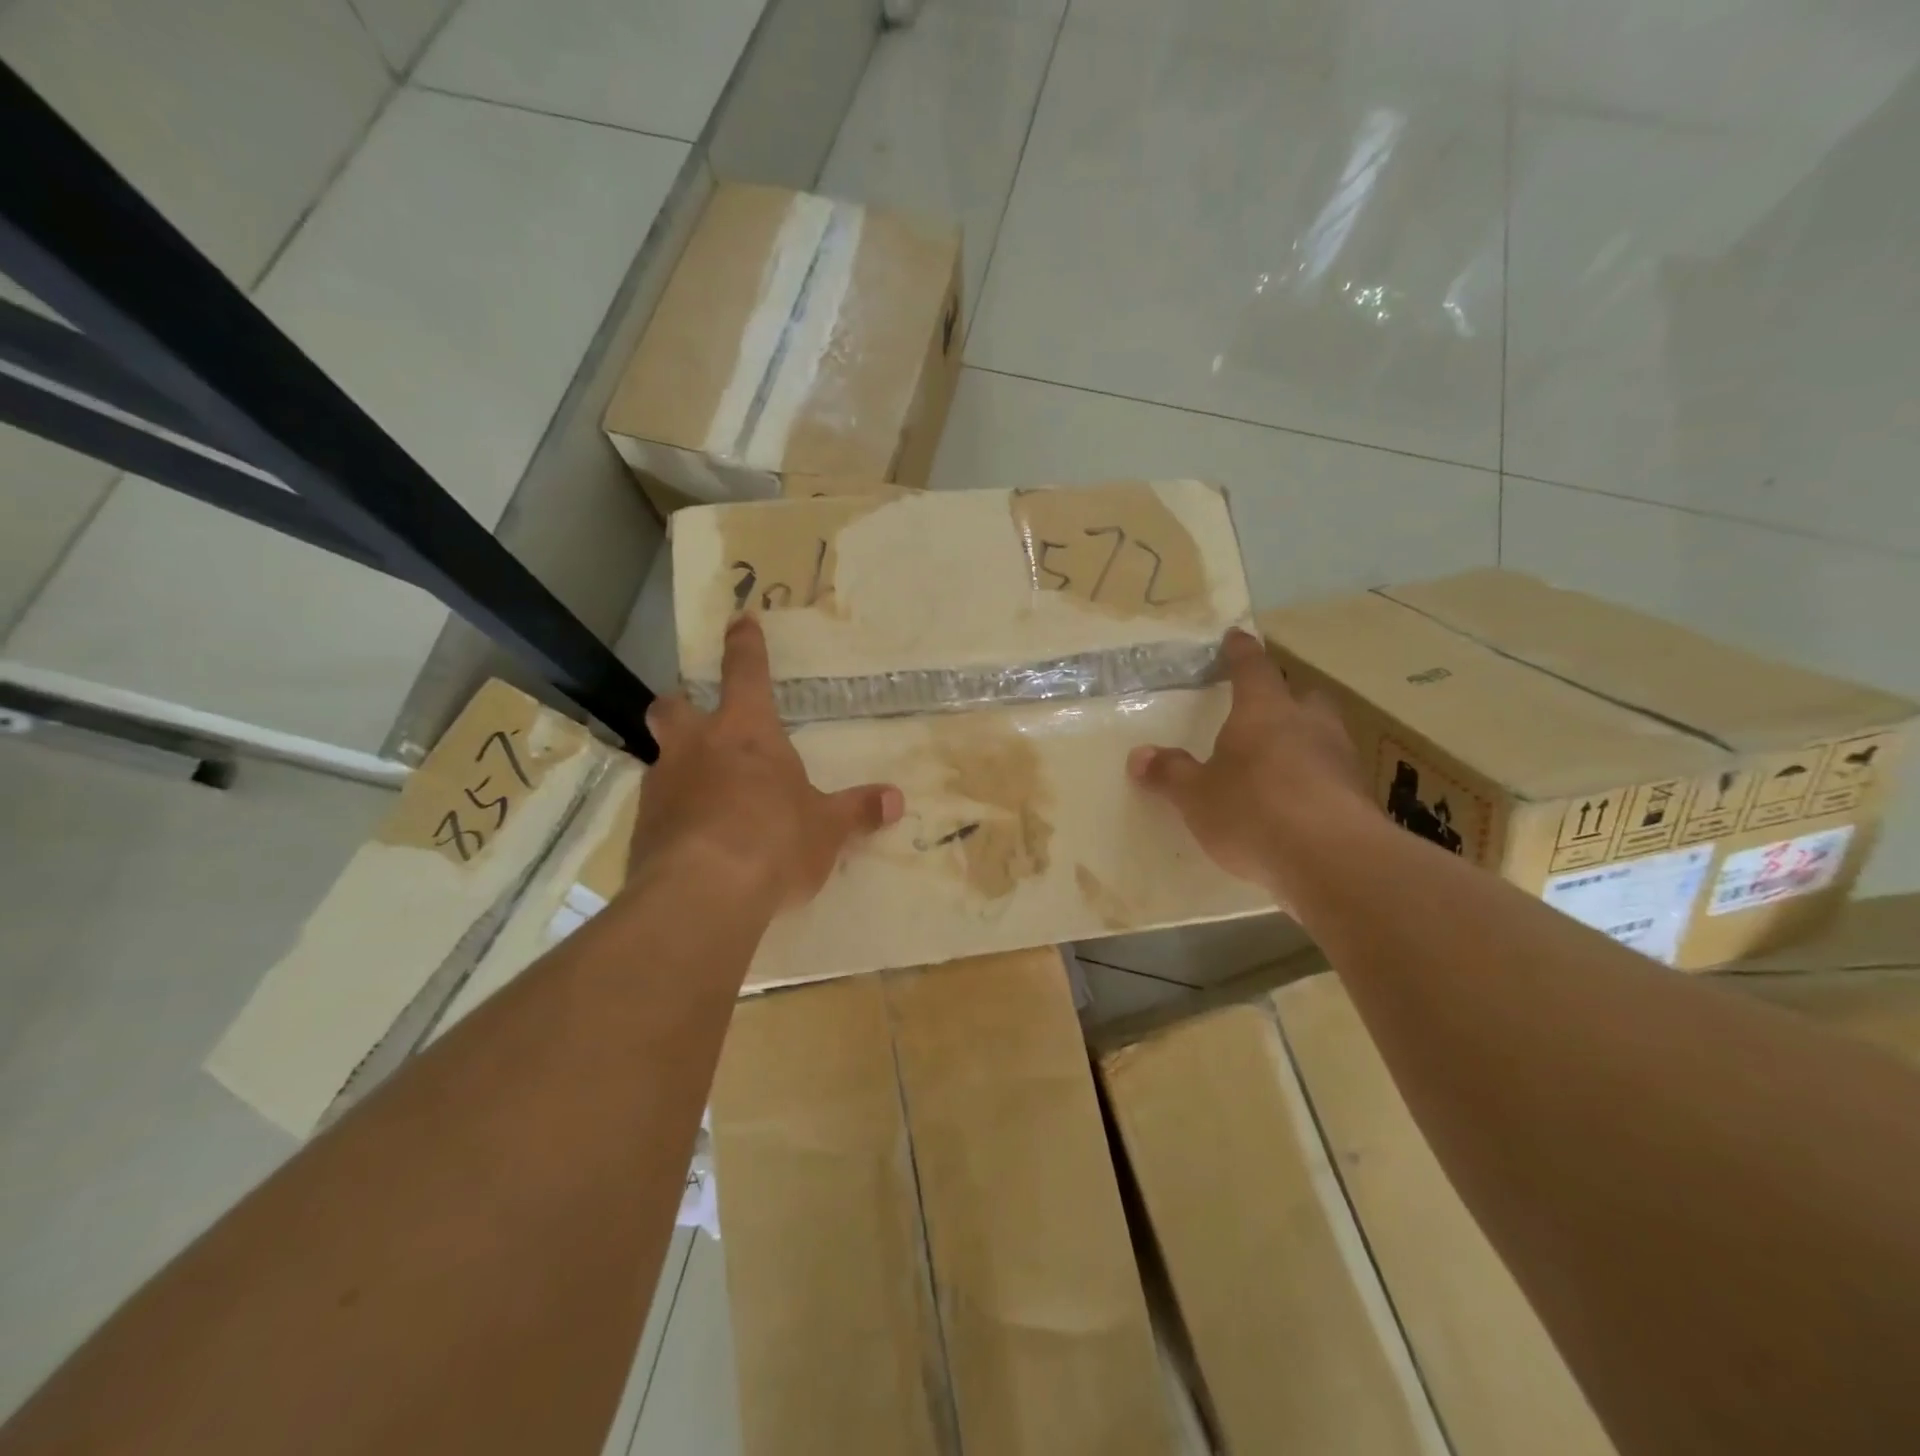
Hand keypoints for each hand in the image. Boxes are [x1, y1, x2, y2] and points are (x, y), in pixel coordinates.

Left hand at [630, 616, 902, 910]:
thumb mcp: (827, 829)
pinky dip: (674, 815)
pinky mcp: (641, 830)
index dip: (745, 645)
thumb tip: (896, 800)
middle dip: (682, 705)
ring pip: (661, 759)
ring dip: (679, 767)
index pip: (746, 672)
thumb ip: (858, 811)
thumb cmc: (775, 841)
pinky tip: (692, 841)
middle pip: (673, 707)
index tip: (739, 620)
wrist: (702, 895)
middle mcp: (696, 748)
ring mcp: (662, 787)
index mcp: (745, 732)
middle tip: (694, 718)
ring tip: (704, 797)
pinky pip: (657, 810)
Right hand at [1128, 629, 1373, 896]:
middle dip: (1286, 699)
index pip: (1253, 669)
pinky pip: (1333, 776)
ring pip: (1324, 736)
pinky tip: (1300, 805)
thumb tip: (1139, 756)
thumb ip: (1169, 774)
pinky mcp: (1360, 798)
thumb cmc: (1253, 811)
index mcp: (1265, 712)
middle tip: (1267, 710)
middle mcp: (1309, 725)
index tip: (1236, 637)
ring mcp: (1341, 760)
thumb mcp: (1196, 796)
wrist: (1332, 861)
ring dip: (1305, 741)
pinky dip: (1317, 781)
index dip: (1241, 653)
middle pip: (1303, 698)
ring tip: (1280, 764)